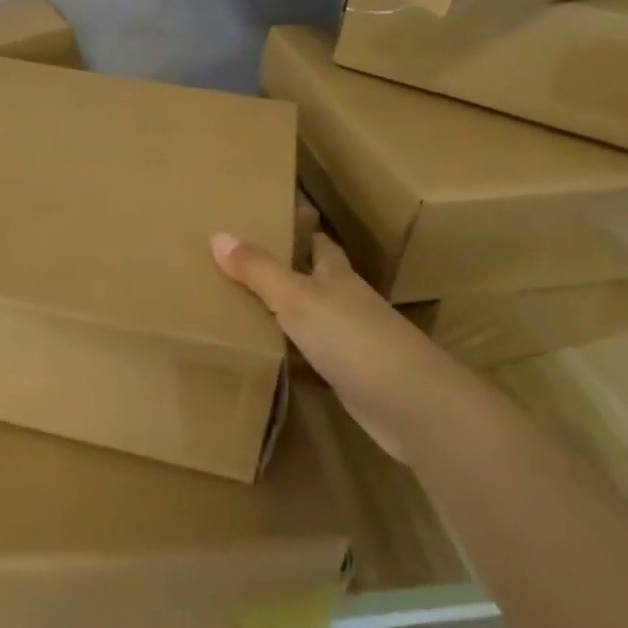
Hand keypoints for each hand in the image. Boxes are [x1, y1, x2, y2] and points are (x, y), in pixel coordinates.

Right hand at [210, 230, 454, 464]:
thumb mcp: (296, 297)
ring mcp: (352, 343)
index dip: (298, 232)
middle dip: (285, 273)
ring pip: (312, 320)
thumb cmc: (352, 337)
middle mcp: (346, 303)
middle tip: (240, 266)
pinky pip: (313, 358)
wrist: (411, 404)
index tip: (269, 223)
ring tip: (242, 309)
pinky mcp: (351, 379)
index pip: (318, 244)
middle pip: (315, 281)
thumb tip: (217, 234)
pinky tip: (269, 359)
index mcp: (337, 275)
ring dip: (286, 316)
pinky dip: (293, 356)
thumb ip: (258, 270)